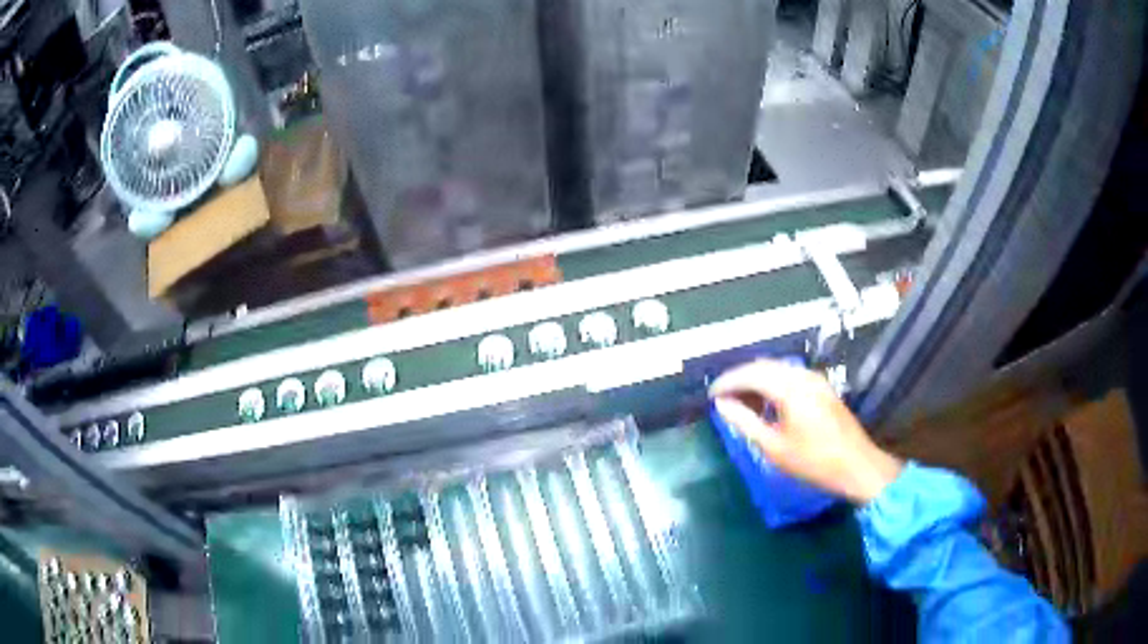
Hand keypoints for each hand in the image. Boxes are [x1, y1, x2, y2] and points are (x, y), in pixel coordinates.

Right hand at [709, 360, 902, 504]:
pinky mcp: (823, 388)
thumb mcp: (774, 447)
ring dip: (757, 381)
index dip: (728, 382)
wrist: (857, 465)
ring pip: (778, 370)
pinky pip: (791, 377)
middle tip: (723, 398)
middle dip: (741, 379)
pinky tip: (768, 405)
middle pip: (764, 367)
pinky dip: (773, 385)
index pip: (751, 374)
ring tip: (742, 403)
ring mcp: (816, 380)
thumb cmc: (814, 461)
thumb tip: (722, 405)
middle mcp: (803, 377)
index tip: (711, 395)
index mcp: (790, 389)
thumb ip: (745, 423)